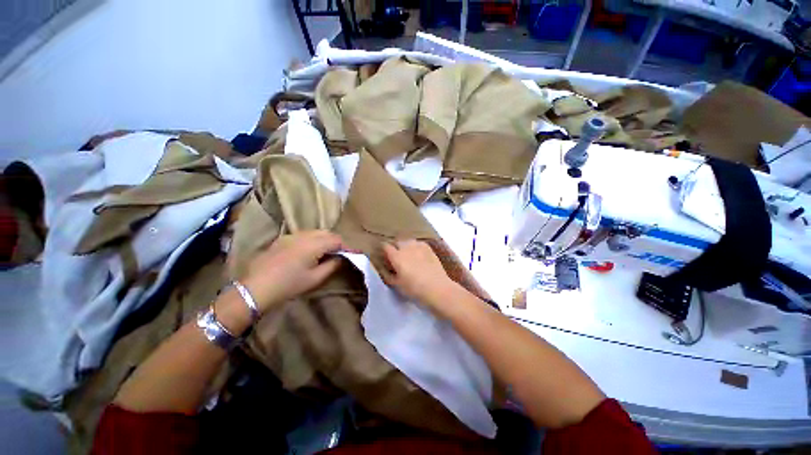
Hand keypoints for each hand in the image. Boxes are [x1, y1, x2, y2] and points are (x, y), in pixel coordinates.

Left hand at [239, 230, 345, 313]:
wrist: (256, 288)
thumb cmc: (289, 284)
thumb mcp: (315, 279)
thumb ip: (332, 265)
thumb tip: (341, 258)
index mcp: (314, 244)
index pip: (336, 240)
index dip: (346, 246)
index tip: (352, 253)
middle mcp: (304, 235)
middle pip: (326, 233)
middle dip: (336, 241)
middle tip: (340, 253)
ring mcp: (291, 236)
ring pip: (315, 232)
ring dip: (324, 239)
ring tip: (326, 251)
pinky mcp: (282, 239)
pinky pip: (303, 235)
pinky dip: (312, 239)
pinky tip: (309, 251)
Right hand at [381, 239, 458, 308]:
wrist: (437, 287)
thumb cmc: (414, 288)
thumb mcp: (397, 285)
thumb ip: (388, 276)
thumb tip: (384, 270)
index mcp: (396, 256)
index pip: (386, 246)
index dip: (384, 250)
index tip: (385, 255)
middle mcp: (406, 247)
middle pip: (397, 242)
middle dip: (395, 247)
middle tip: (397, 257)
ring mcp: (418, 246)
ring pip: (408, 241)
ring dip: (406, 246)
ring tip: (408, 254)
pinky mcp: (428, 248)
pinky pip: (419, 243)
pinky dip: (416, 247)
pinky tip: (418, 254)